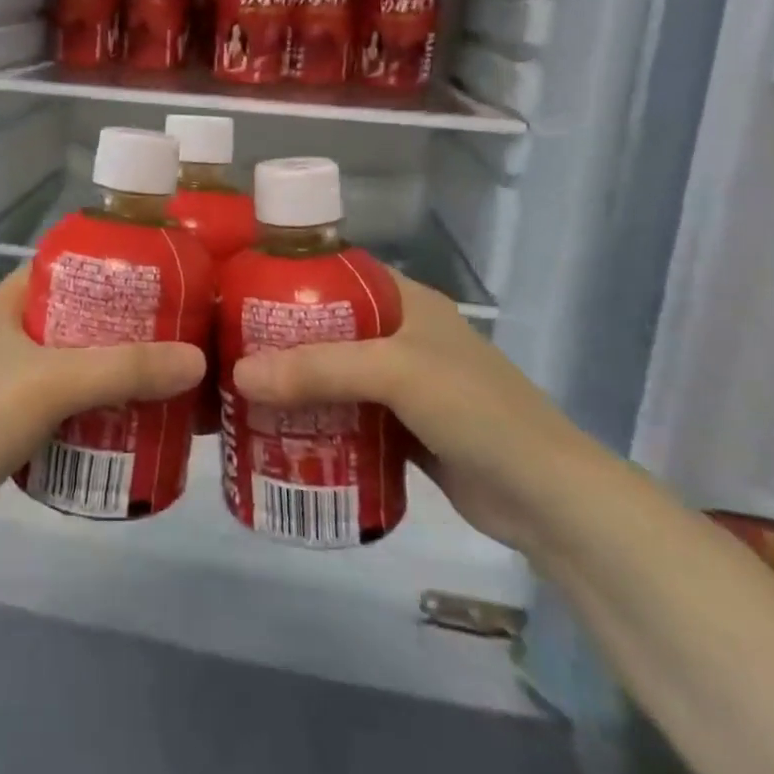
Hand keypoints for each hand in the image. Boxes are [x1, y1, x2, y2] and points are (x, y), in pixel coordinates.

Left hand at [0, 267, 205, 543]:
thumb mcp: (54, 382)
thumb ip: (125, 369)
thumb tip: (197, 360)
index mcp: (6, 302)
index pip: (68, 268)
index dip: (114, 270)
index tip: (165, 282)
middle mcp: (6, 333)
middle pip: (79, 319)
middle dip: (126, 330)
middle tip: (178, 338)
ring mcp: (5, 378)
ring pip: (73, 364)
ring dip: (114, 373)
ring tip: (166, 379)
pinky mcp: (9, 421)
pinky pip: (64, 404)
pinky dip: (95, 409)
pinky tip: (132, 422)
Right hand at [230, 270, 600, 554]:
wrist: (547, 500)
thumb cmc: (477, 412)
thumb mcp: (396, 374)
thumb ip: (319, 369)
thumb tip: (237, 373)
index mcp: (407, 302)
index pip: (337, 273)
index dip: (287, 276)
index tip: (236, 290)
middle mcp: (402, 335)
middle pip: (326, 327)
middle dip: (279, 338)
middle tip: (226, 347)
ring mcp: (403, 384)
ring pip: (333, 373)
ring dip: (294, 382)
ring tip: (239, 389)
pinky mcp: (402, 427)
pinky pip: (345, 414)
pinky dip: (314, 418)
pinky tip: (275, 429)